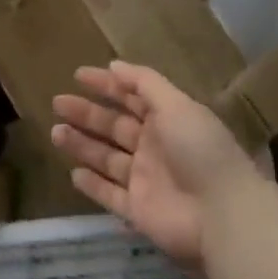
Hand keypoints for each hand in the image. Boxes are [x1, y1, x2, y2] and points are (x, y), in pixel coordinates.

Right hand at [52, 61, 258, 269]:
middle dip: (86, 113)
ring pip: (107, 158)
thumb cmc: (199, 149)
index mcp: (166, 119)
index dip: (106, 84)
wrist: (222, 214)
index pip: (131, 96)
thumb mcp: (176, 104)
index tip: (78, 75)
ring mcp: (145, 179)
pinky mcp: (139, 211)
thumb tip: (114, 64)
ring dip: (82, 145)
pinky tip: (73, 173)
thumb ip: (144, 83)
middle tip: (57, 102)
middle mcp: (154, 146)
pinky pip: (110, 195)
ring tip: (55, 132)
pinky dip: (93, 185)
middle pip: (114, 126)